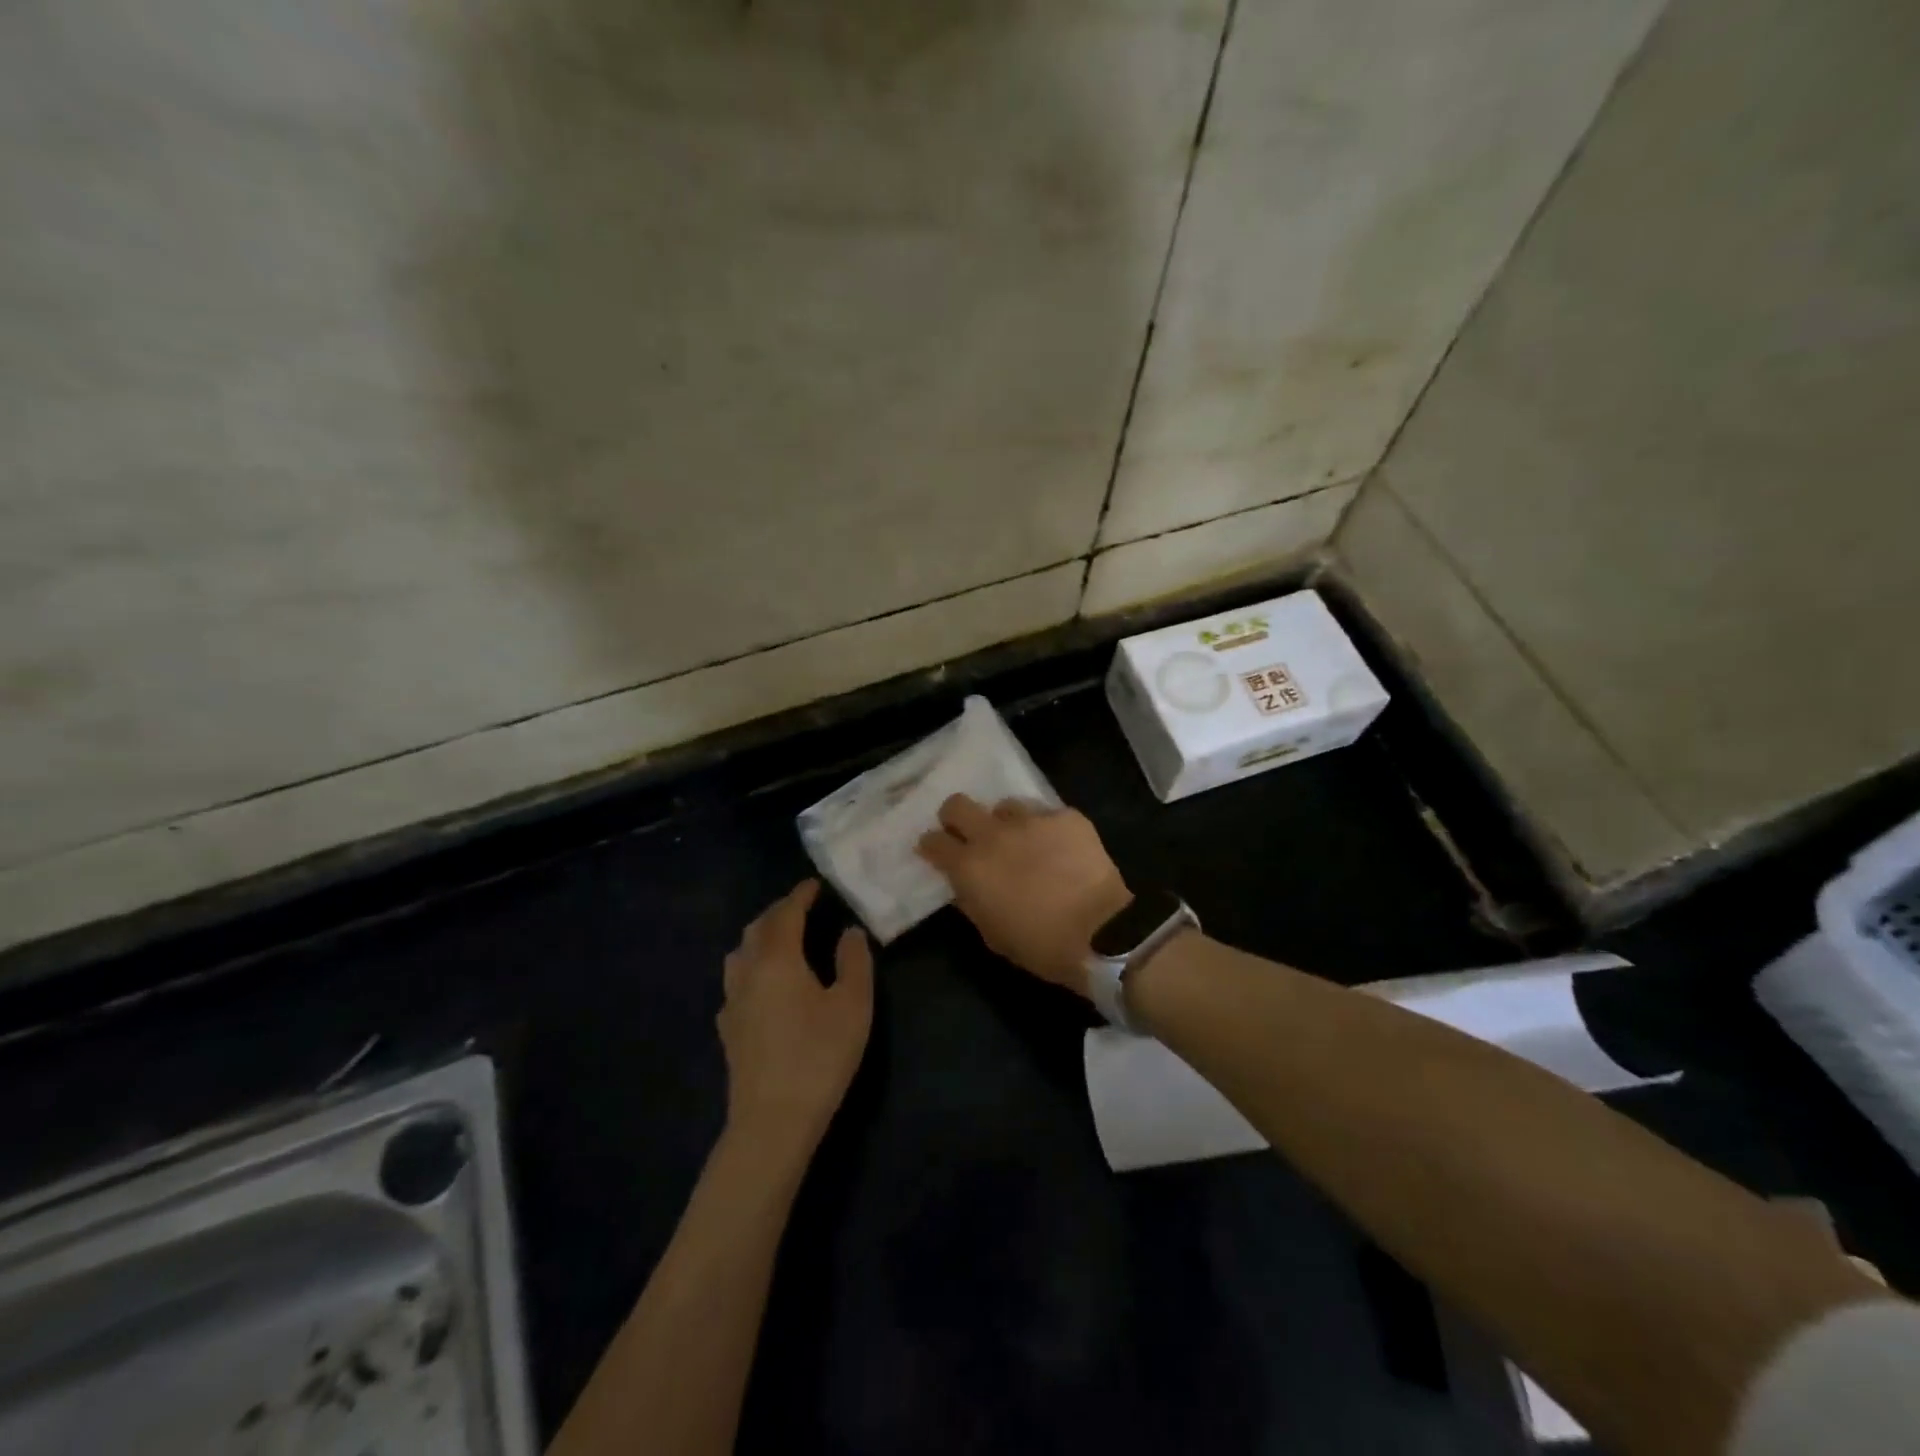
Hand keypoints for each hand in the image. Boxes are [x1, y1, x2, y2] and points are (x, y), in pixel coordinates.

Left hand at [719, 880, 873, 1161]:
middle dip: (779, 912)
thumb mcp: (853, 1006)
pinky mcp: (728, 1030)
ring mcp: (732, 1002)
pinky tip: (764, 985)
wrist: (772, 1122)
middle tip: (802, 907)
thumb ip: (854, 961)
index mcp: (777, 959)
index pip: (785, 913)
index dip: (800, 895)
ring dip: (760, 937)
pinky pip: (736, 982)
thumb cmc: (819, 1056)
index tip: (815, 884)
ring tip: (782, 940)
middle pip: (757, 929)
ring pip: (740, 954)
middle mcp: (747, 973)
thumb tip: (849, 932)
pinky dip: (751, 967)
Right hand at [916, 795, 1130, 996]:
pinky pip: (1046, 815)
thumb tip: (966, 885)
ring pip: (1005, 806)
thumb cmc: (1041, 945)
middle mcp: (993, 835)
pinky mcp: (1065, 817)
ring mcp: (1031, 820)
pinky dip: (1046, 830)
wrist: (1102, 932)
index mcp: (969, 867)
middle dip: (956, 817)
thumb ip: (973, 901)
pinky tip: (1060, 848)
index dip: (931, 845)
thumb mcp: (993, 934)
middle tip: (969, 834)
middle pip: (958, 805)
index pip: (933, 842)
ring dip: (1006, 823)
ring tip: (1023, 842)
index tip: (936, 851)